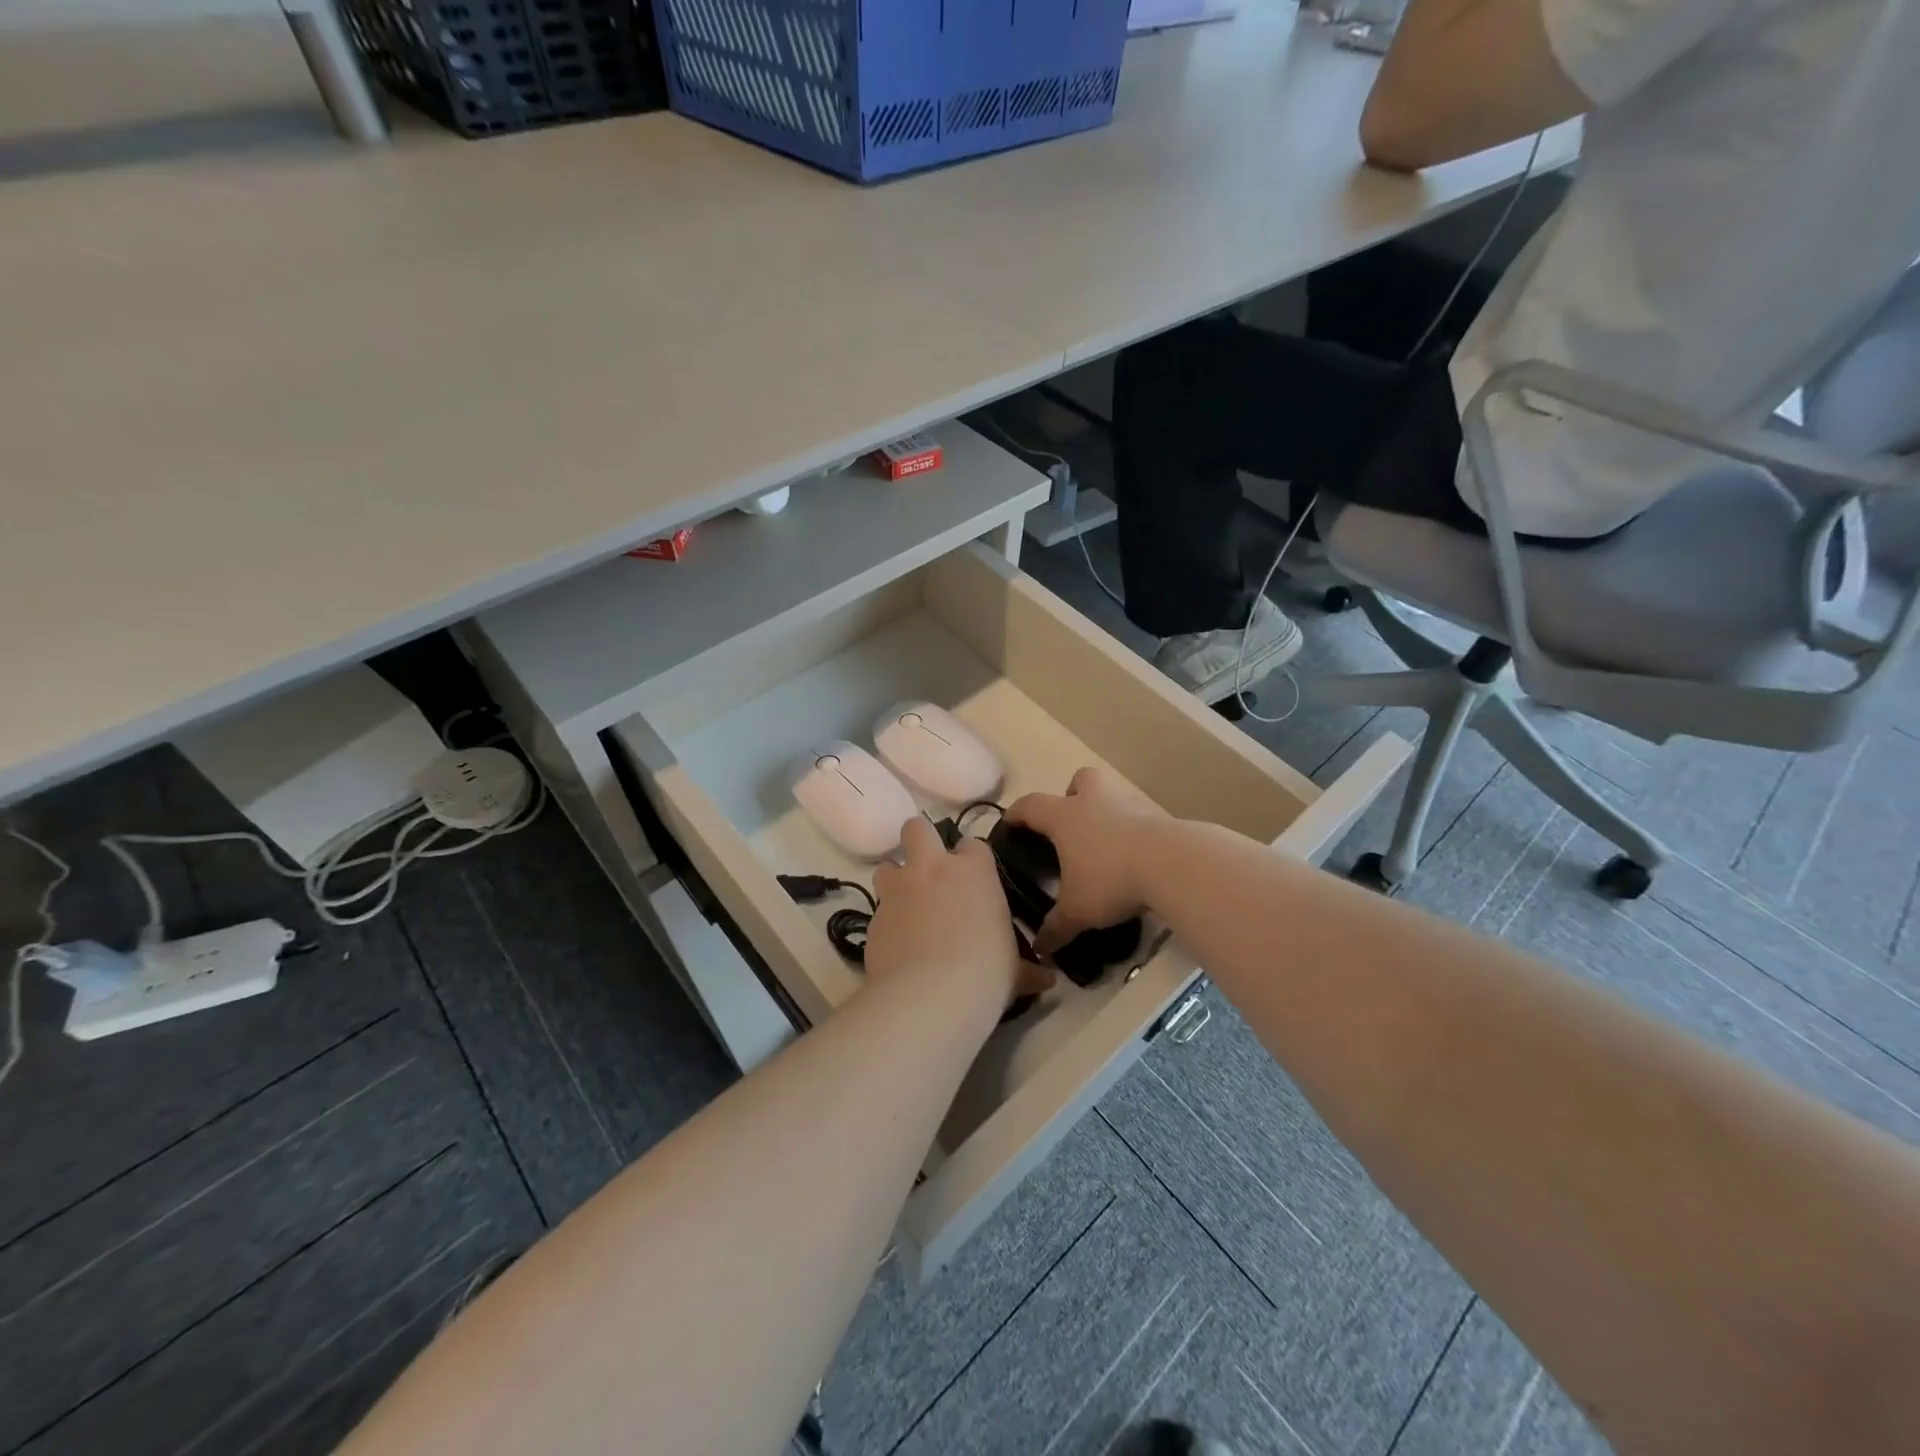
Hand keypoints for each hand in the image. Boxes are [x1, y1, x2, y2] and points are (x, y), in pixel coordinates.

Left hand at [868, 818, 1050, 1005]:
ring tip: (907, 907)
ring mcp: (898, 890)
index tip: (975, 882)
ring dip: (896, 880)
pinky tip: (897, 945)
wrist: (930, 996)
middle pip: (917, 829)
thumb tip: (1048, 980)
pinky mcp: (872, 917)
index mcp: (974, 871)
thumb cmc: (986, 973)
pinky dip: (887, 921)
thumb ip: (1028, 968)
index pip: (973, 845)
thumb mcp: (1016, 970)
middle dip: (920, 843)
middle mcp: (932, 868)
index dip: (971, 861)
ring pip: (887, 866)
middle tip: (930, 872)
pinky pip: (878, 909)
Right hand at [1005, 767, 1169, 956]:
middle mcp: (1094, 800)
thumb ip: (1055, 928)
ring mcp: (1129, 803)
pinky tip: (1135, 854)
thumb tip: (1039, 949)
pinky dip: (1133, 829)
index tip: (1010, 822)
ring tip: (1105, 841)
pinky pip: (1138, 815)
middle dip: (1072, 795)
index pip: (1031, 806)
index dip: (1017, 813)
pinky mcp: (1158, 814)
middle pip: (1079, 781)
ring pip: (1111, 792)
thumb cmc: (1110, 879)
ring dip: (1106, 809)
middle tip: (1071, 823)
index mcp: (1064, 817)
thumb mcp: (1078, 911)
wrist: (1172, 864)